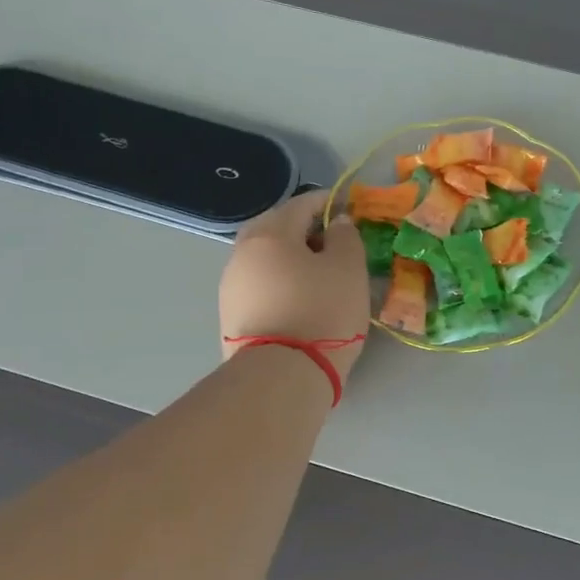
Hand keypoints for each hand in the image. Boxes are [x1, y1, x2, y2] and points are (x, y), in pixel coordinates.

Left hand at [219, 191, 370, 382]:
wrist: (281, 376)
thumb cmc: (322, 312)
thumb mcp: (349, 269)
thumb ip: (346, 237)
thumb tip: (336, 223)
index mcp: (270, 233)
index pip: (301, 204)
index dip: (327, 203)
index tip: (347, 209)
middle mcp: (242, 253)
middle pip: (276, 229)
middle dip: (304, 230)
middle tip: (331, 243)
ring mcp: (231, 286)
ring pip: (265, 259)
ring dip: (290, 258)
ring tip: (318, 275)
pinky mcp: (230, 316)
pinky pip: (259, 286)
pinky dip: (279, 283)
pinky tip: (299, 299)